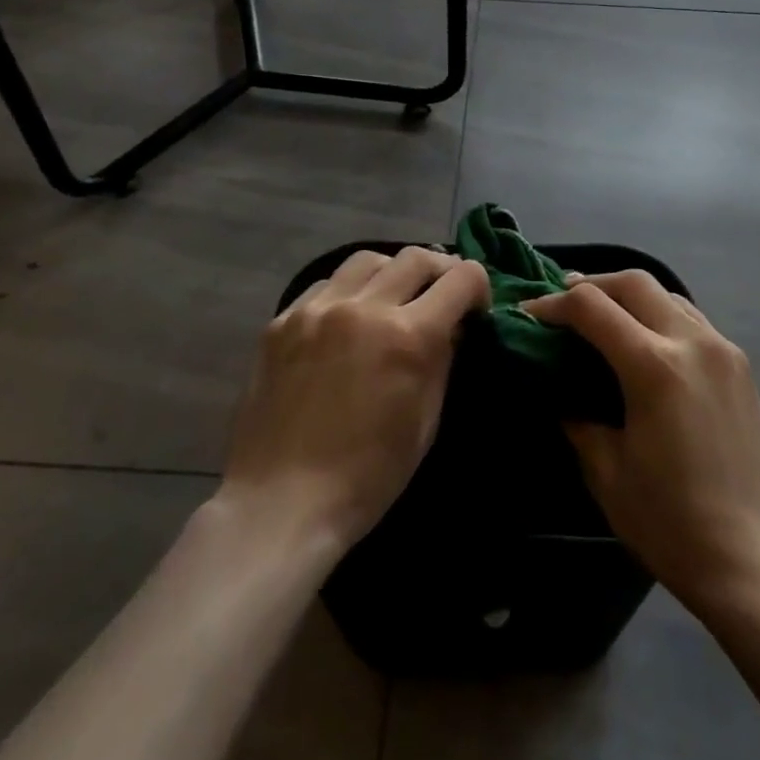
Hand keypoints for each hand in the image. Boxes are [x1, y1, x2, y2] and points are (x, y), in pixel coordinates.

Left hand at [220, 247, 490, 554]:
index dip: (478, 288)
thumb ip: (442, 361)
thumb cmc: (367, 476)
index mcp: (408, 336)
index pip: (461, 279)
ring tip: (393, 299)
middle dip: (440, 271)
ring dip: (392, 272)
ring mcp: (317, 309)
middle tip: (441, 297)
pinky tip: (348, 319)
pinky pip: (326, 284)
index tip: (475, 309)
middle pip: (416, 257)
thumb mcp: (425, 423)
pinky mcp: (282, 321)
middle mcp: (363, 307)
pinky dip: (349, 291)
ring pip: (368, 259)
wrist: (281, 503)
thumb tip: (451, 327)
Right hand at [524, 272, 759, 622]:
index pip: (591, 306)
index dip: (552, 304)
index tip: (527, 314)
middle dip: (592, 284)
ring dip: (629, 296)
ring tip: (603, 317)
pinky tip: (646, 342)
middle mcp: (692, 342)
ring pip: (667, 294)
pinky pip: (692, 319)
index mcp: (654, 366)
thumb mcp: (605, 470)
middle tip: (563, 303)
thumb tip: (559, 388)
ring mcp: (723, 350)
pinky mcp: (741, 367)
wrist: (753, 562)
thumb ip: (577, 417)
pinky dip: (660, 315)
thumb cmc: (669, 522)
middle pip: (634, 282)